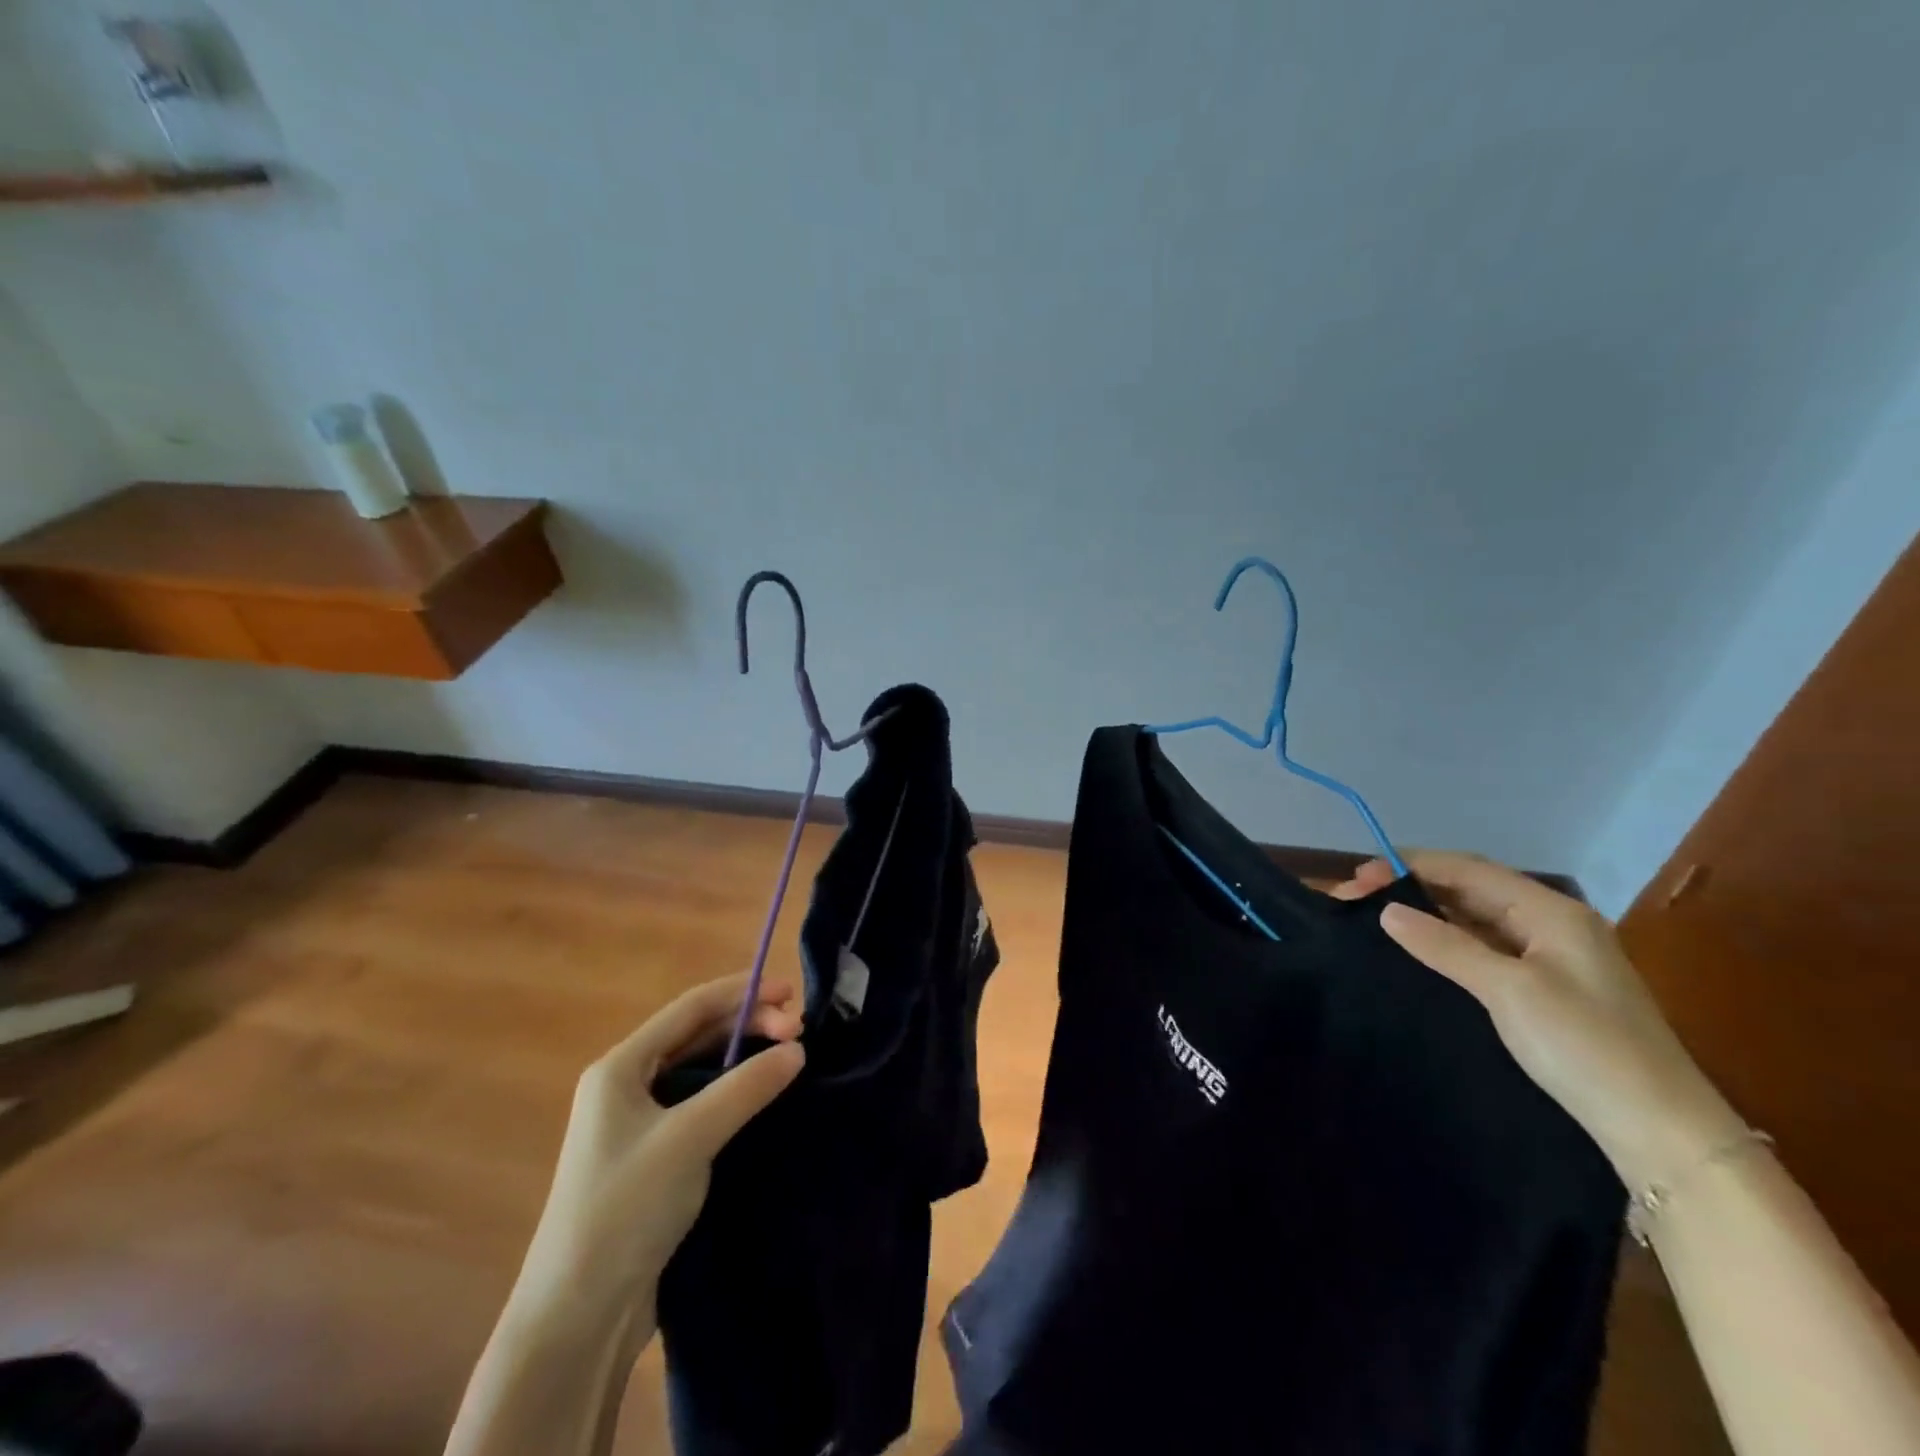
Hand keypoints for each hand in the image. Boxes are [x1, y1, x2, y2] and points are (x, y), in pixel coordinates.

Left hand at [510, 973, 804, 1327]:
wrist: (578, 1318)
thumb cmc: (624, 1209)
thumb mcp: (689, 1138)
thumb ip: (746, 1087)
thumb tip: (798, 1049)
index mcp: (620, 1067)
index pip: (691, 1009)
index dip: (742, 993)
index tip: (790, 994)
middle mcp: (627, 1085)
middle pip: (697, 1036)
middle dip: (748, 1025)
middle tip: (800, 1032)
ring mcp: (640, 1123)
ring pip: (701, 1069)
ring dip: (744, 1057)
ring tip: (790, 1055)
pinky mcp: (656, 1156)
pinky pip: (702, 1103)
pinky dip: (735, 1091)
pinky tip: (764, 1095)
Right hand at [1333, 851, 1744, 1190]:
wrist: (1663, 1132)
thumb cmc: (1586, 1048)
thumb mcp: (1509, 991)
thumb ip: (1445, 945)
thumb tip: (1387, 910)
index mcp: (1551, 912)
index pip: (1467, 869)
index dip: (1408, 865)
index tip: (1357, 878)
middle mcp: (1552, 924)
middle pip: (1469, 888)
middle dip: (1411, 886)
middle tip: (1355, 899)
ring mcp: (1551, 956)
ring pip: (1475, 918)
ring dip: (1425, 912)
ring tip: (1374, 919)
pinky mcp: (1546, 988)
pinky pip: (1485, 947)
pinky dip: (1446, 940)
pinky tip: (1417, 950)